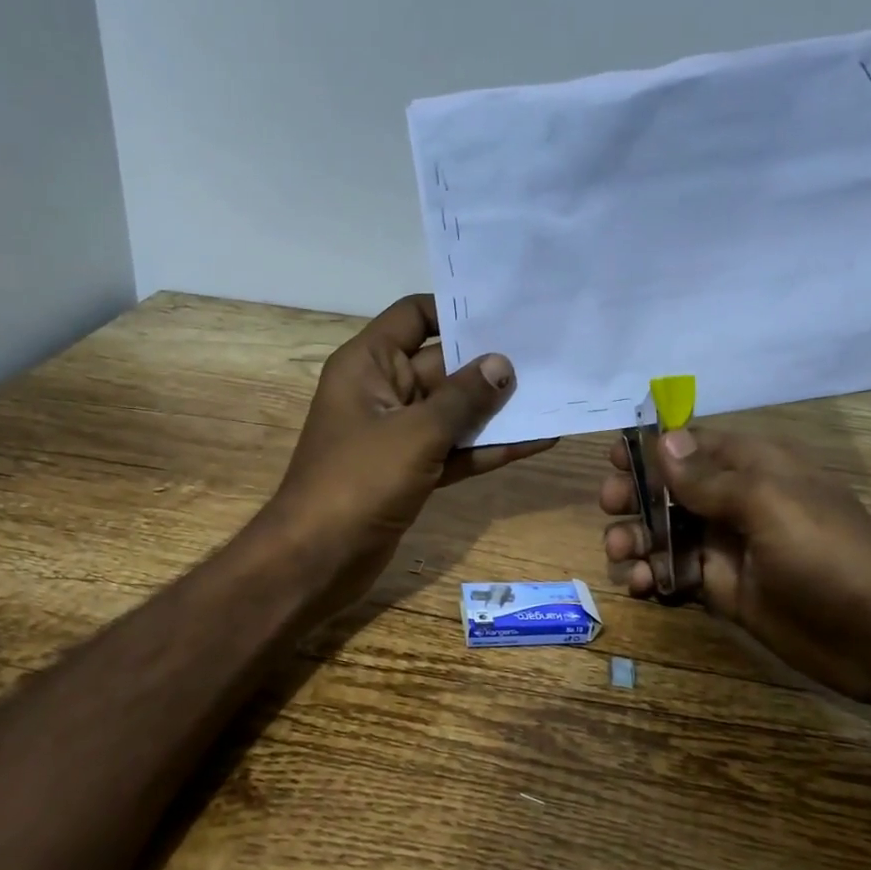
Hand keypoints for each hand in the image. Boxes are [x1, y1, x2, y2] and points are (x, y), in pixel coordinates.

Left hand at [264, 295, 554, 609]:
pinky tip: (536, 441)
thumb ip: (463, 398)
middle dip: (490, 363)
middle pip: (442, 365)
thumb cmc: (358, 482)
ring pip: (453, 412)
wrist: (317, 559)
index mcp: (368, 364)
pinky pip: (454, 450)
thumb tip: (502, 363)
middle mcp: (383, 391)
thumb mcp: (415, 433)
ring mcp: (397, 435)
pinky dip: (487, 448)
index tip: (506, 312)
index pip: (414, 316)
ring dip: (496, 409)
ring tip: (553, 394)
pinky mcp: (410, 472)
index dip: (456, 310)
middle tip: (549, 354)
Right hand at [600, 425, 870, 708]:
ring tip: (621, 554)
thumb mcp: (768, 503)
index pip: (694, 445)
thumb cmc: (827, 554)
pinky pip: (674, 574)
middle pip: (670, 489)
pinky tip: (641, 586)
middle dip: (635, 496)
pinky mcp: (722, 590)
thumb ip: (709, 477)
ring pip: (665, 533)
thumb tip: (663, 440)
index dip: (653, 448)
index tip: (613, 458)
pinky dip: (651, 577)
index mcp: (753, 468)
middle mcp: (735, 502)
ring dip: (637, 539)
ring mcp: (727, 548)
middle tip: (611, 507)